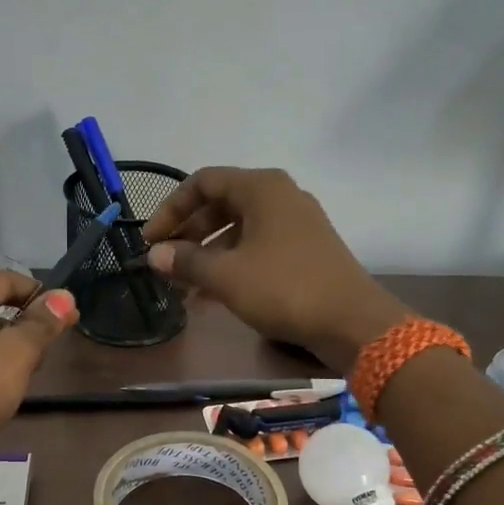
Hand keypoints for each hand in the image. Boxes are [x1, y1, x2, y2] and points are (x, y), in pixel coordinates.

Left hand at [0, 271, 77, 500]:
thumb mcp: (14, 355)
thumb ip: (41, 324)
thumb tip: (64, 296)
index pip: (1, 280)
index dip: (38, 293)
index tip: (67, 314)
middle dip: (24, 323)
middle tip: (51, 346)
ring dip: (8, 349)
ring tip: (32, 372)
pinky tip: (4, 393)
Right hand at [142, 167, 408, 370]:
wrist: (352, 322)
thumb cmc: (284, 288)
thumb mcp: (226, 275)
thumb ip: (186, 261)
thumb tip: (155, 254)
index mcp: (261, 188)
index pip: (203, 182)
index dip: (171, 209)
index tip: (151, 241)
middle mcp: (280, 196)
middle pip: (220, 204)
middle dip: (188, 234)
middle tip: (165, 262)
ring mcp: (296, 223)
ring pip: (238, 229)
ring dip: (207, 254)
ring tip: (183, 286)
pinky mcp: (305, 250)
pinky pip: (257, 247)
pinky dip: (232, 264)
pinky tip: (211, 296)